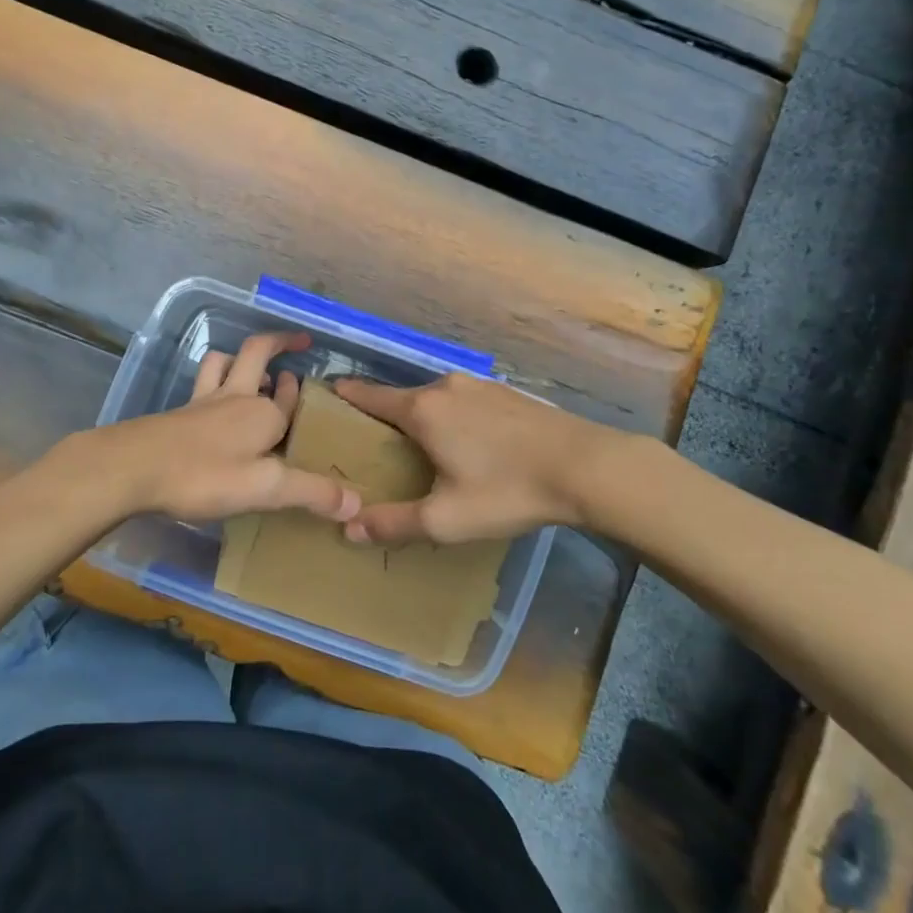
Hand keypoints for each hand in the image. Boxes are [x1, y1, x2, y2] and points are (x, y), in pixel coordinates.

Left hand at [61, 333, 362, 524]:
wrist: (134, 467)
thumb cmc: (204, 475)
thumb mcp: (265, 489)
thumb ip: (311, 493)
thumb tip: (358, 503)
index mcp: (263, 414)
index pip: (290, 397)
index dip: (299, 391)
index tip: (307, 383)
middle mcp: (236, 397)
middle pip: (258, 354)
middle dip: (279, 342)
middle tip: (296, 341)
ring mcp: (203, 401)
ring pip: (223, 362)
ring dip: (239, 358)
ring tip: (250, 367)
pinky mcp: (179, 412)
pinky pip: (202, 383)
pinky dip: (213, 379)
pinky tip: (210, 401)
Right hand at [333, 373, 608, 543]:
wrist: (585, 466)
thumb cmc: (506, 490)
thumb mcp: (446, 518)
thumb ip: (394, 523)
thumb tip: (349, 527)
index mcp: (422, 409)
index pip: (369, 395)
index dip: (346, 396)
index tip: (327, 397)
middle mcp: (445, 387)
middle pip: (402, 398)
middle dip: (385, 416)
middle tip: (376, 445)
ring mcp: (479, 385)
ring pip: (435, 398)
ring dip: (422, 416)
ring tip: (421, 447)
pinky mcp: (506, 392)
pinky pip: (463, 400)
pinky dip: (452, 416)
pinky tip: (467, 443)